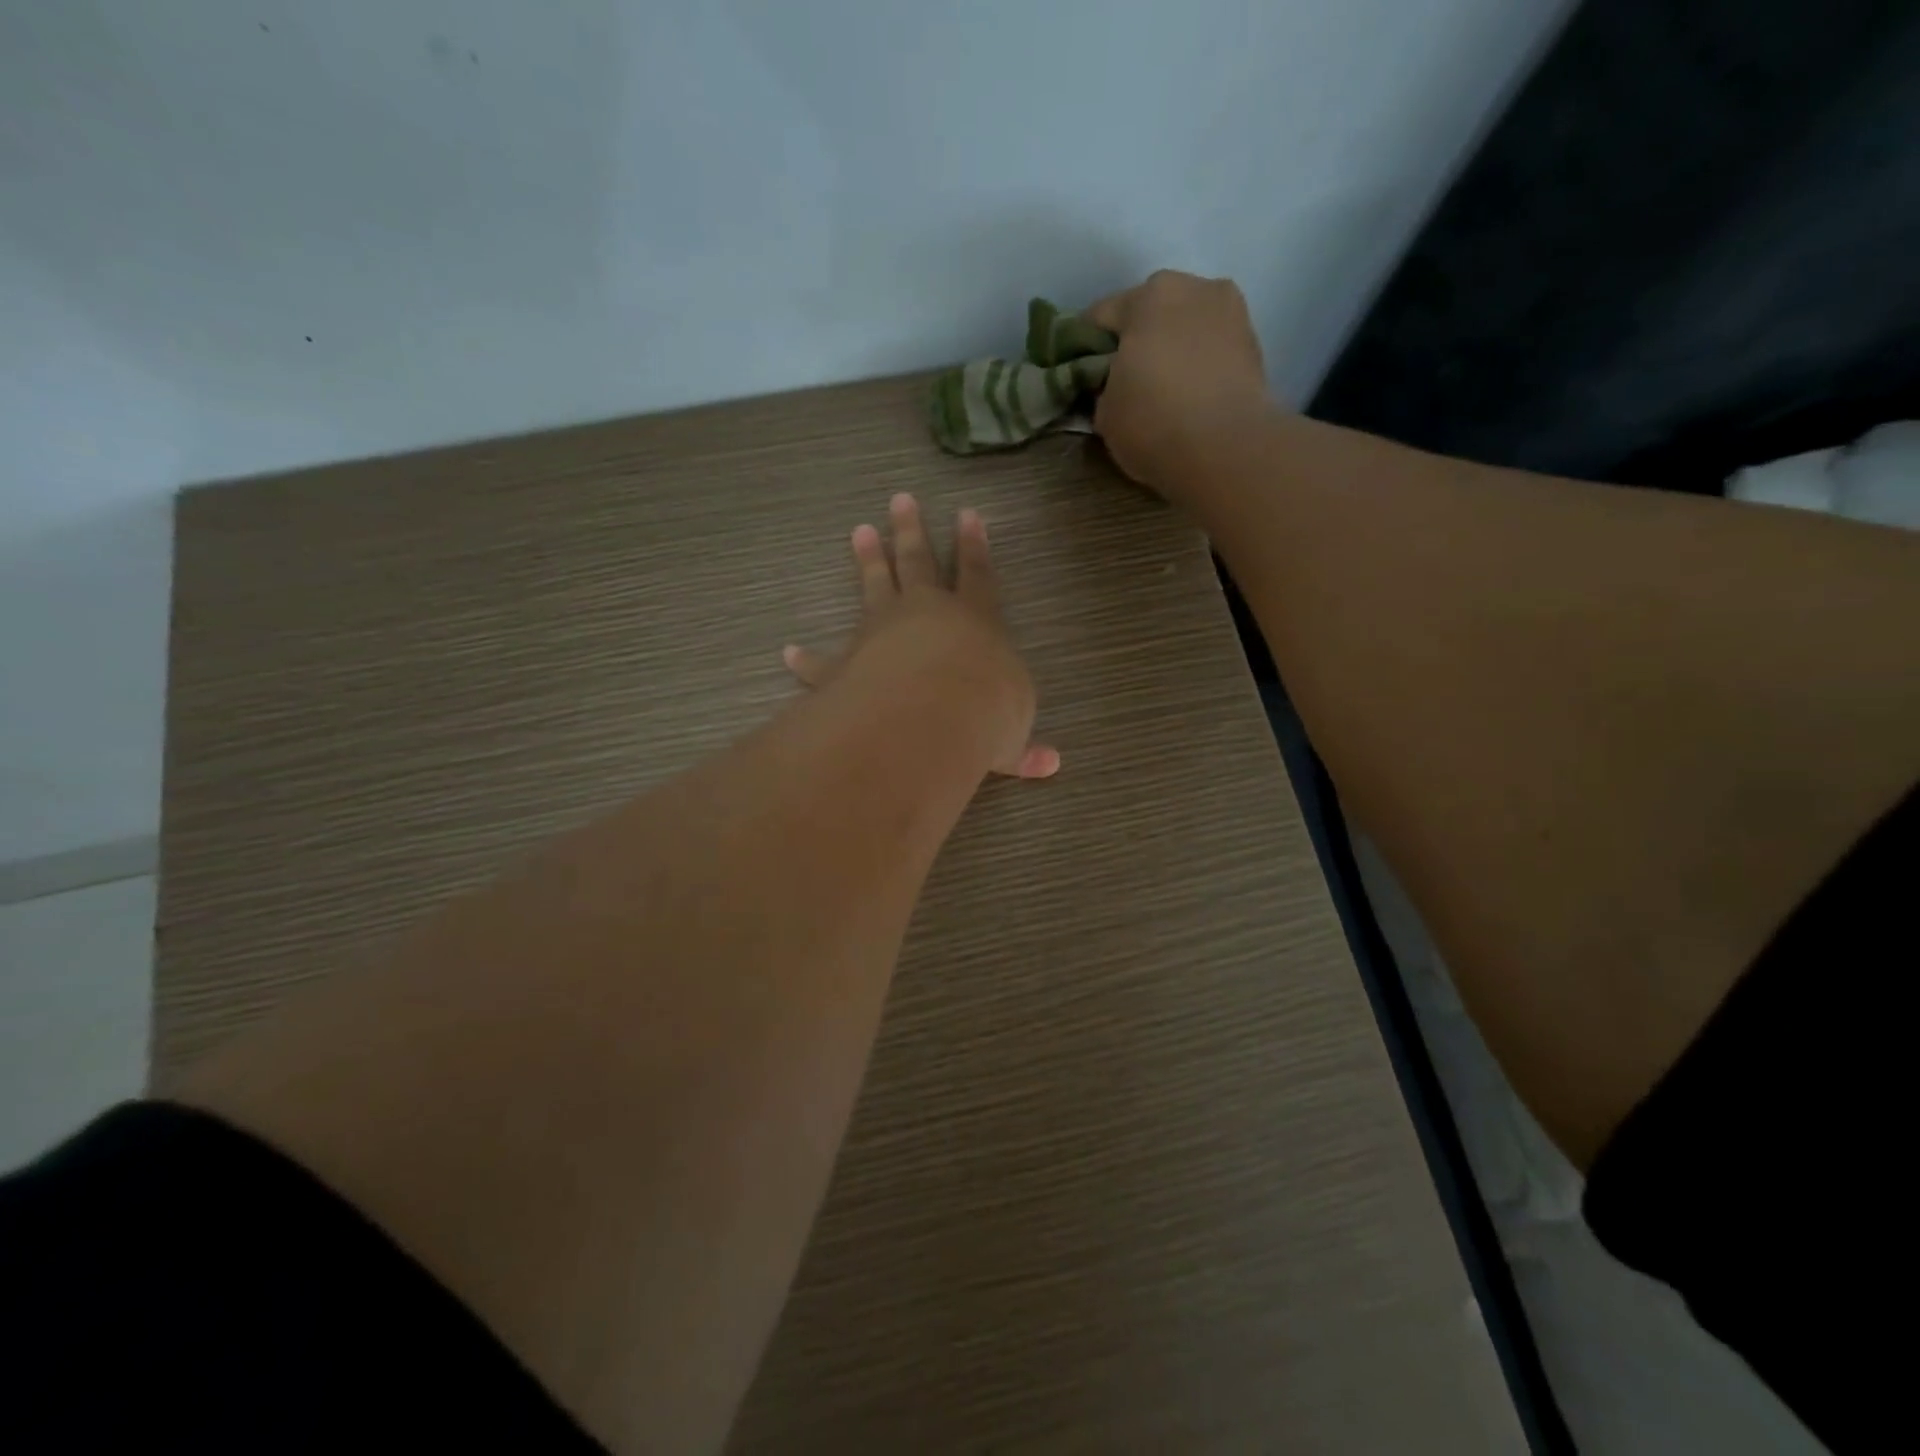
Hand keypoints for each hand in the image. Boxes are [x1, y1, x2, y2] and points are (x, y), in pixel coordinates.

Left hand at [784, 493, 1059, 779]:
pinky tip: (790, 653)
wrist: (930, 716)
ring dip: (867, 561)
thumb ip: (1023, 748)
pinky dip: (806, 659)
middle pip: (919, 563)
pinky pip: (822, 661)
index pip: (978, 576)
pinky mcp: (847, 664)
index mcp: (975, 622)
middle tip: (900, 500)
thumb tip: (1049, 766)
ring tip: (859, 532)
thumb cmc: (984, 714)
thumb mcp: (1011, 735)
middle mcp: (926, 616)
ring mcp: (881, 633)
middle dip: (911, 532)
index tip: (968, 514)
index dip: (974, 546)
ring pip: (874, 588)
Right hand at [1084, 270, 1277, 498]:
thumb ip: (1102, 388)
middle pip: (1150, 312)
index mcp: (1147, 296)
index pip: (1100, 316)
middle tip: (1126, 382)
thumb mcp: (1104, 413)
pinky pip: (1212, 348)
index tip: (1083, 376)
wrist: (1226, 449)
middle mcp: (1192, 288)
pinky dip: (1199, 364)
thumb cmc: (1153, 423)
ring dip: (1172, 348)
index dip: (1086, 348)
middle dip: (1136, 341)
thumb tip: (1111, 387)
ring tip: (1163, 390)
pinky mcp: (1254, 343)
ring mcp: (1231, 311)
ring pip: (1186, 326)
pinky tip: (1191, 396)